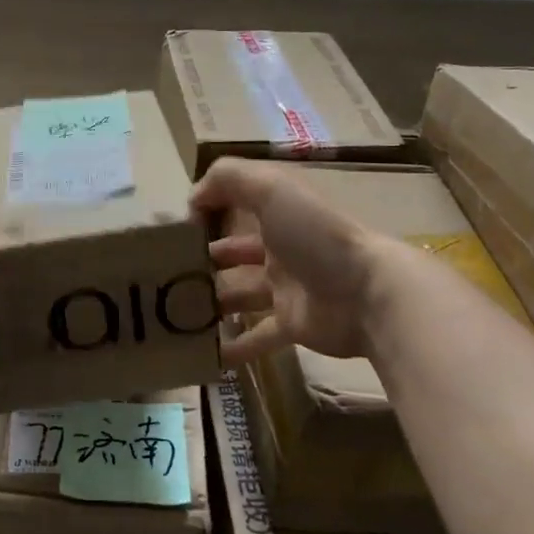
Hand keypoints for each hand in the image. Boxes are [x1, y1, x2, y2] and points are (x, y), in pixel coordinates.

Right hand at [191, 159, 396, 364]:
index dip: (205, 214)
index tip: (173, 232)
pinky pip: (256, 337)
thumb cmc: (315, 234)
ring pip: (238, 294)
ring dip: (209, 302)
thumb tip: (192, 200)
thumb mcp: (270, 187)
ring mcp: (286, 288)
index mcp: (277, 212)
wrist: (369, 293)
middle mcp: (280, 247)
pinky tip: (203, 354)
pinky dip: (232, 347)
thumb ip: (226, 178)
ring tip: (173, 311)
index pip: (234, 206)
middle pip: (232, 253)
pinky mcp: (292, 325)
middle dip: (201, 261)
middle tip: (165, 275)